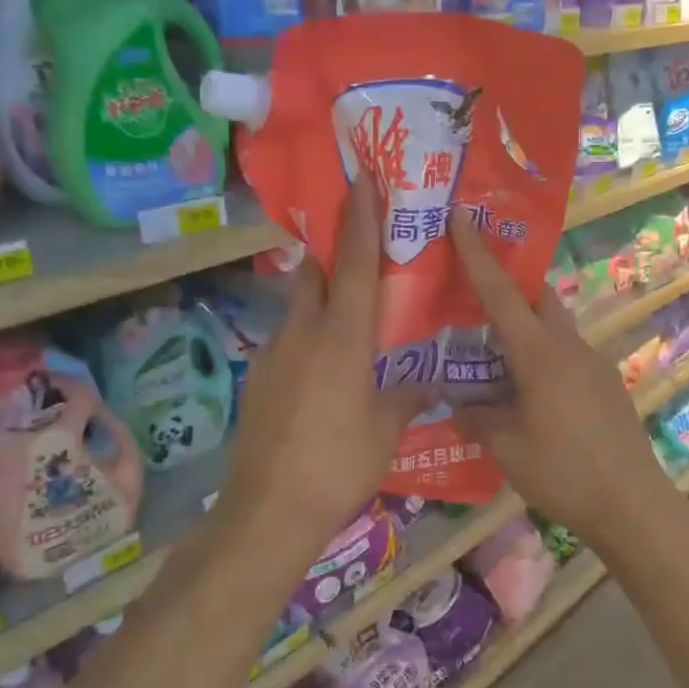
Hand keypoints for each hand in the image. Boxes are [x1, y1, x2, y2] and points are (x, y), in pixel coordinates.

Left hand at [212, 175, 426, 564]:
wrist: (269, 509)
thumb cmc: (339, 464)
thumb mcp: (386, 429)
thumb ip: (408, 394)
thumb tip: (429, 379)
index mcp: (342, 338)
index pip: (355, 264)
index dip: (361, 218)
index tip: (362, 178)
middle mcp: (303, 333)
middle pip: (316, 275)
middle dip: (336, 255)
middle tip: (362, 253)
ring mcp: (273, 354)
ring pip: (299, 308)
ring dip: (322, 300)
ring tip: (350, 322)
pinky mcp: (258, 379)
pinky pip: (288, 341)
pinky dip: (309, 338)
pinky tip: (324, 372)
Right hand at [450, 212, 683, 550]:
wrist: (632, 503)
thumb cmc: (564, 472)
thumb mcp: (507, 448)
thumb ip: (477, 419)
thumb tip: (458, 407)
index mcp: (540, 354)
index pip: (502, 293)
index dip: (478, 254)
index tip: (462, 215)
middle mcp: (570, 347)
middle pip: (538, 298)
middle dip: (509, 285)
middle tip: (475, 291)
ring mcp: (594, 364)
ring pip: (554, 328)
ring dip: (526, 328)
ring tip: (494, 351)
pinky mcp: (607, 386)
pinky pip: (567, 355)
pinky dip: (543, 357)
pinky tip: (528, 391)